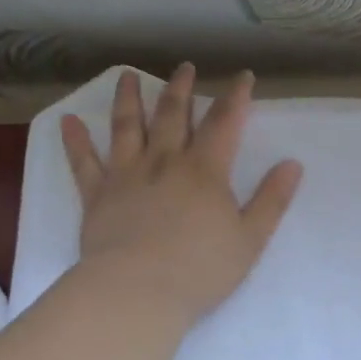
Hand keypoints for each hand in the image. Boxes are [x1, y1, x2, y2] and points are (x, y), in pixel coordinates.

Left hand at [62, 65, 302, 324]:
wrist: (136, 293)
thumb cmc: (200, 269)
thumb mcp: (250, 238)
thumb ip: (272, 199)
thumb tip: (293, 164)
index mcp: (205, 171)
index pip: (225, 123)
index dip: (236, 96)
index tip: (242, 76)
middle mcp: (165, 162)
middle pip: (173, 115)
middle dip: (182, 88)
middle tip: (184, 67)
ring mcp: (127, 176)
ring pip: (127, 127)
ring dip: (129, 99)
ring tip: (126, 76)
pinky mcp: (97, 196)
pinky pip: (84, 163)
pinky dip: (75, 141)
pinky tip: (67, 121)